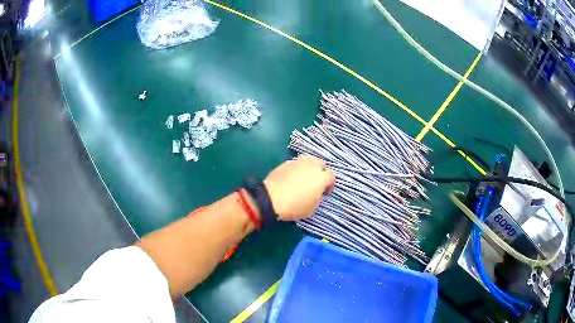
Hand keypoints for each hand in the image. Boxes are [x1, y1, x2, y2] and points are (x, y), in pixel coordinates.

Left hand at [264, 154, 334, 220]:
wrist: (272, 199)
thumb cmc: (295, 206)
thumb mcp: (311, 209)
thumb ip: (317, 198)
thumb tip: (315, 194)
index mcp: (321, 178)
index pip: (331, 176)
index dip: (329, 184)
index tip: (325, 192)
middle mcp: (311, 166)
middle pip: (320, 163)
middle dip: (320, 171)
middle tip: (315, 182)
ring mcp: (297, 162)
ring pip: (307, 159)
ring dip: (308, 166)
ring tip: (303, 176)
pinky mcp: (285, 163)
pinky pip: (295, 163)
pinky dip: (295, 169)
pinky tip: (291, 177)